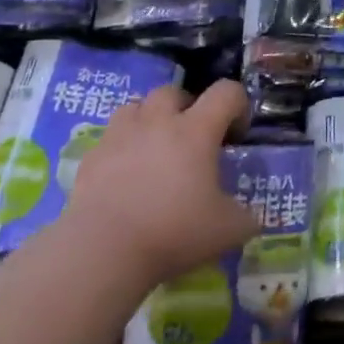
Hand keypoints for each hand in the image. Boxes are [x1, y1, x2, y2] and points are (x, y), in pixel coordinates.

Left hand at [61, 80, 258, 287]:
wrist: (103, 251)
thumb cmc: (173, 232)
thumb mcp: (227, 231)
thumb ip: (245, 218)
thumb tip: (251, 217)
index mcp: (197, 130)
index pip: (227, 92)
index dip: (238, 105)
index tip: (236, 134)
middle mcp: (159, 121)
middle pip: (174, 92)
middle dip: (186, 107)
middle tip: (191, 139)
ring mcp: (121, 135)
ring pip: (136, 106)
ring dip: (148, 119)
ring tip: (153, 147)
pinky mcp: (92, 156)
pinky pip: (110, 138)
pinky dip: (120, 148)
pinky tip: (123, 175)